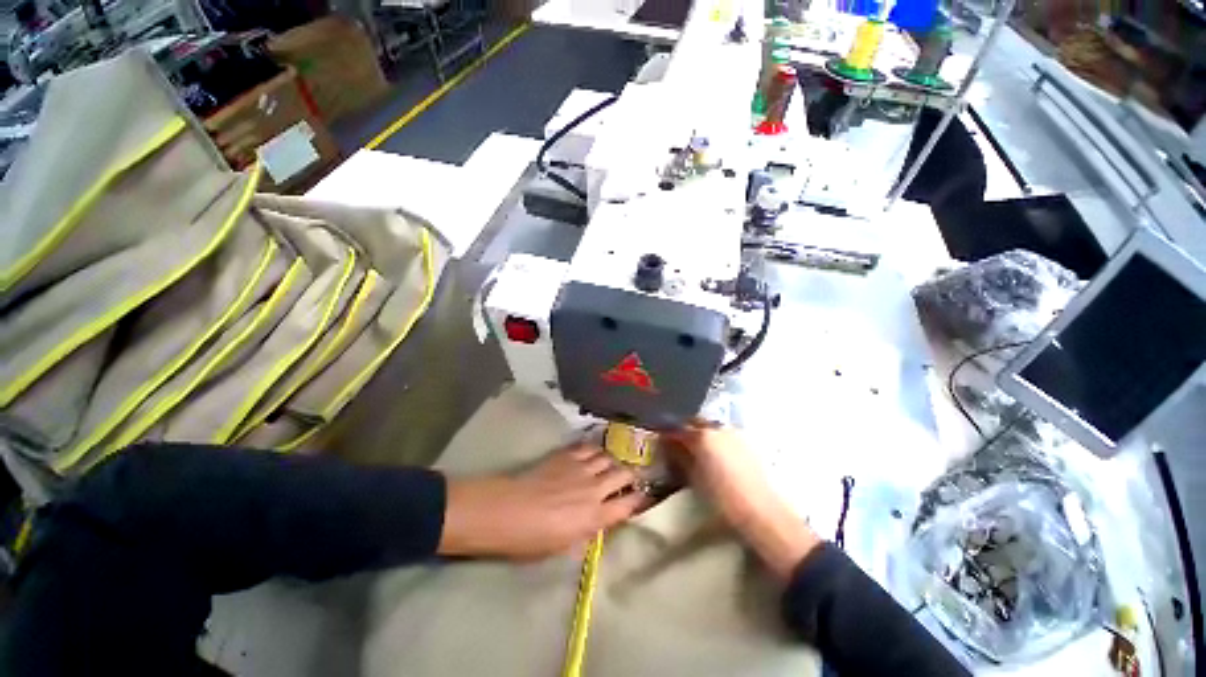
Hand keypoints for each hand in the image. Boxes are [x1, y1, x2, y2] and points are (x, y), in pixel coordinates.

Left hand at [438, 443, 645, 559]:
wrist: (509, 510)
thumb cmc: (532, 539)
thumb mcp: (563, 547)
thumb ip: (585, 534)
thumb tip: (596, 526)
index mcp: (595, 516)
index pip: (628, 505)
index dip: (639, 500)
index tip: (643, 497)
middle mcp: (595, 488)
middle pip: (623, 474)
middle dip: (630, 476)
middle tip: (628, 478)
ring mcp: (582, 468)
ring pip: (608, 457)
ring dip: (612, 461)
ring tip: (610, 464)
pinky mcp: (567, 455)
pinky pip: (588, 447)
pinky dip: (594, 449)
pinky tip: (592, 453)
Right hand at [666, 421, 820, 579]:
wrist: (763, 512)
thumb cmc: (723, 498)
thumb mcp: (695, 478)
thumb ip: (680, 456)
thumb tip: (668, 444)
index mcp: (702, 436)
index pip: (678, 428)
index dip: (667, 433)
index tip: (661, 440)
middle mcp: (718, 428)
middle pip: (695, 422)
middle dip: (685, 429)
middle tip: (678, 442)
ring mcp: (735, 433)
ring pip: (711, 426)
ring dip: (701, 432)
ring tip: (697, 448)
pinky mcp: (748, 441)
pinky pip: (725, 433)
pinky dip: (716, 439)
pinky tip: (716, 453)